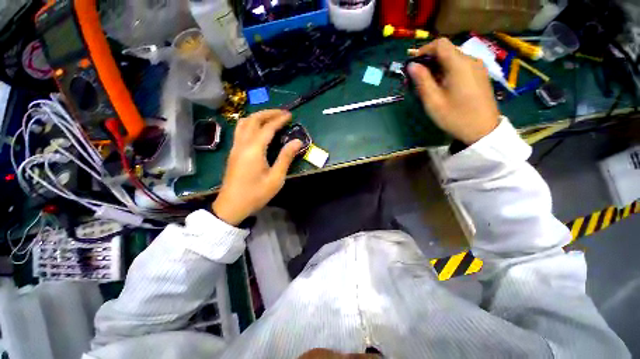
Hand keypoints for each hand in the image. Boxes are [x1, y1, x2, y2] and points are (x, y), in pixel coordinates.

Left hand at [212, 110, 301, 225]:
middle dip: (268, 113)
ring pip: (243, 123)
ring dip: (257, 117)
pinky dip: (250, 124)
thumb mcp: (276, 178)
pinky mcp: (233, 152)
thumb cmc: (256, 194)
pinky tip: (258, 129)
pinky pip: (240, 130)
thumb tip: (297, 141)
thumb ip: (286, 158)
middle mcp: (242, 144)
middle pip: (253, 120)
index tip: (290, 115)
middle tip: (282, 113)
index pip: (267, 128)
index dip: (279, 119)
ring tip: (271, 118)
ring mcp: (235, 147)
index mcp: (254, 150)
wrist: (232, 206)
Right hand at [408, 38, 499, 144]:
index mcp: (459, 64)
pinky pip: (461, 66)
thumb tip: (412, 66)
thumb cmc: (455, 116)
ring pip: (453, 59)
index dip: (424, 50)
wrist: (483, 130)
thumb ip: (422, 81)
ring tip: (428, 85)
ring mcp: (477, 67)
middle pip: (446, 51)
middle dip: (429, 61)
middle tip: (417, 79)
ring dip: (437, 67)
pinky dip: (448, 71)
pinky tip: (442, 86)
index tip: (413, 65)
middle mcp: (470, 60)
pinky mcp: (480, 75)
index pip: (440, 44)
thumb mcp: (433, 101)